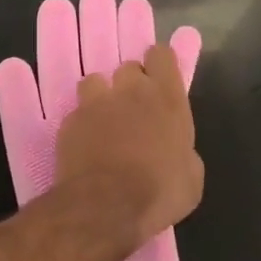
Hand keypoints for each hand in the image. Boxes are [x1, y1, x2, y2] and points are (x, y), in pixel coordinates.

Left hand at [53, 45, 203, 252]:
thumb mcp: (191, 177)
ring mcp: (95, 103)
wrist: (106, 206)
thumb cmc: (159, 192)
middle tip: (134, 111)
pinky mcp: (69, 121)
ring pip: (95, 82)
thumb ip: (183, 150)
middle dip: (131, 84)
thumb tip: (177, 150)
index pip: (161, 55)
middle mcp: (129, 91)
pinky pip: (76, 112)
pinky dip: (81, 124)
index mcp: (167, 98)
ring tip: (104, 122)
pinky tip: (85, 146)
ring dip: (101, 97)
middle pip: (128, 67)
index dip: (159, 65)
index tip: (160, 82)